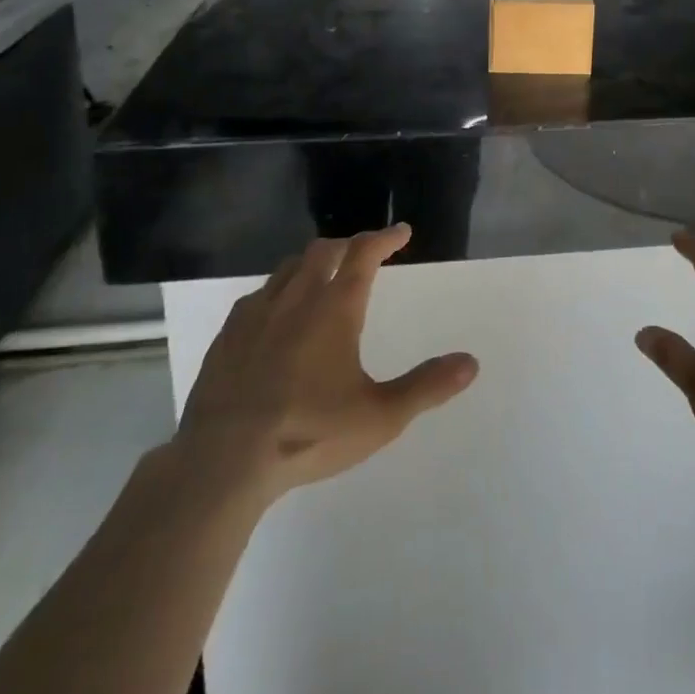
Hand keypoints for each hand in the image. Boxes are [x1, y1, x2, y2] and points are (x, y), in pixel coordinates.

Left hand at [175, 225, 478, 503]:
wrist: (223, 461)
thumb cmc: (308, 433)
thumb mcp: (379, 417)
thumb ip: (426, 386)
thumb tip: (471, 363)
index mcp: (335, 308)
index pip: (365, 253)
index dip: (386, 238)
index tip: (401, 232)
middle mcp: (296, 298)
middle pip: (324, 250)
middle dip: (348, 245)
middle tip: (363, 253)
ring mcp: (257, 313)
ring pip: (289, 267)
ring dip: (312, 262)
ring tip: (323, 277)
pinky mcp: (228, 335)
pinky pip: (259, 295)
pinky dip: (279, 290)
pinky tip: (277, 315)